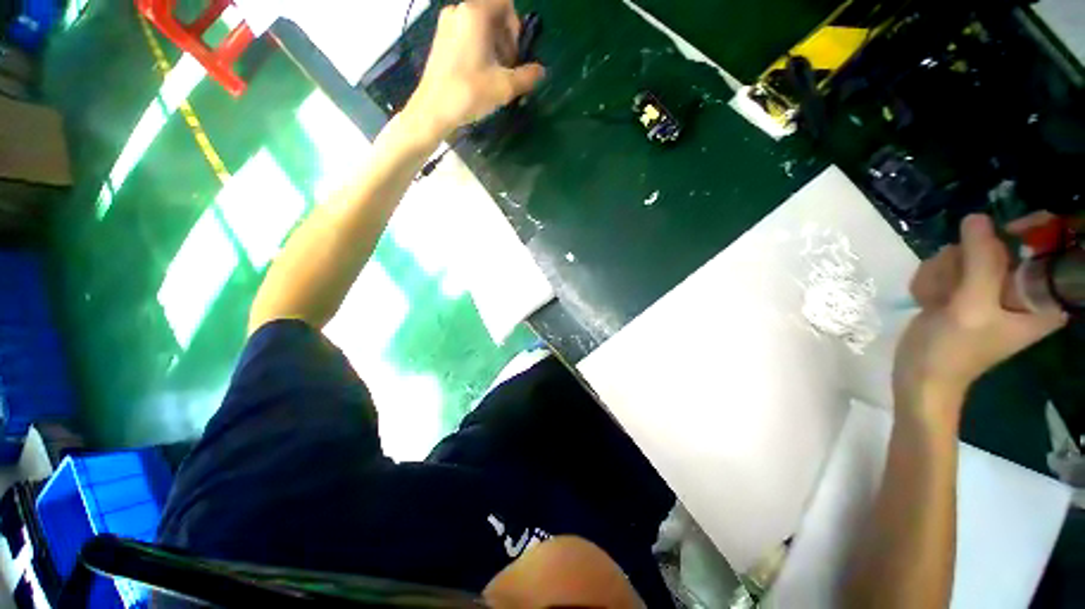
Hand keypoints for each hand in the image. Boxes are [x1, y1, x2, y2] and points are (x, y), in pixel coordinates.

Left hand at [403, 0, 545, 141]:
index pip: (506, 4)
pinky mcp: (439, 38)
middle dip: (505, 36)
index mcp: (474, 12)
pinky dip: (479, 45)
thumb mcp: (508, 84)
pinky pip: (469, 32)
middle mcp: (458, 11)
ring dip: (494, 42)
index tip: (513, 48)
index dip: (515, 25)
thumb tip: (539, 70)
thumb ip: (530, 73)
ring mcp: (445, 24)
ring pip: (482, 24)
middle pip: (495, 14)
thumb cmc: (468, 92)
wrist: (429, 113)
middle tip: (507, 62)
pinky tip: (480, 68)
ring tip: (495, 68)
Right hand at [893, 214, 1066, 423]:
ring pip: (976, 244)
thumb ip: (982, 259)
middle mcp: (1016, 290)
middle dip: (980, 250)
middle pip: (1009, 240)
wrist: (920, 382)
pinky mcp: (967, 283)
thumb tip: (977, 218)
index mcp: (1032, 305)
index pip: (1055, 264)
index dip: (1047, 235)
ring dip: (952, 263)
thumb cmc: (954, 357)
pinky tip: (933, 297)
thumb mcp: (973, 308)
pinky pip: (956, 254)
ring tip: (944, 298)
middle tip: (967, 277)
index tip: (1026, 222)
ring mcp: (991, 285)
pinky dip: (940, 271)